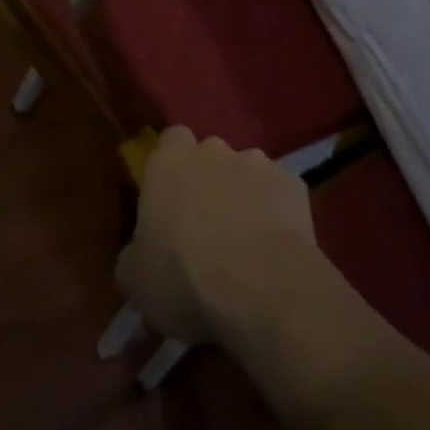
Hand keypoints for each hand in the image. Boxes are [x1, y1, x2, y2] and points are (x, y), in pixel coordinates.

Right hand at [115, 127, 319, 346]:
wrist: (261, 288)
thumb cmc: (184, 280)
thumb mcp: (136, 280)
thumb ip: (135, 254)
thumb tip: (140, 255)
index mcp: (169, 164)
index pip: (170, 141)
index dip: (173, 165)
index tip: (172, 196)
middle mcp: (213, 152)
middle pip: (210, 155)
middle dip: (210, 180)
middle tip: (208, 223)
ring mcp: (258, 163)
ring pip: (247, 171)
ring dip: (244, 195)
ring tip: (247, 238)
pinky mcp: (293, 183)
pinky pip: (279, 192)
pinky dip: (276, 210)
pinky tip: (275, 244)